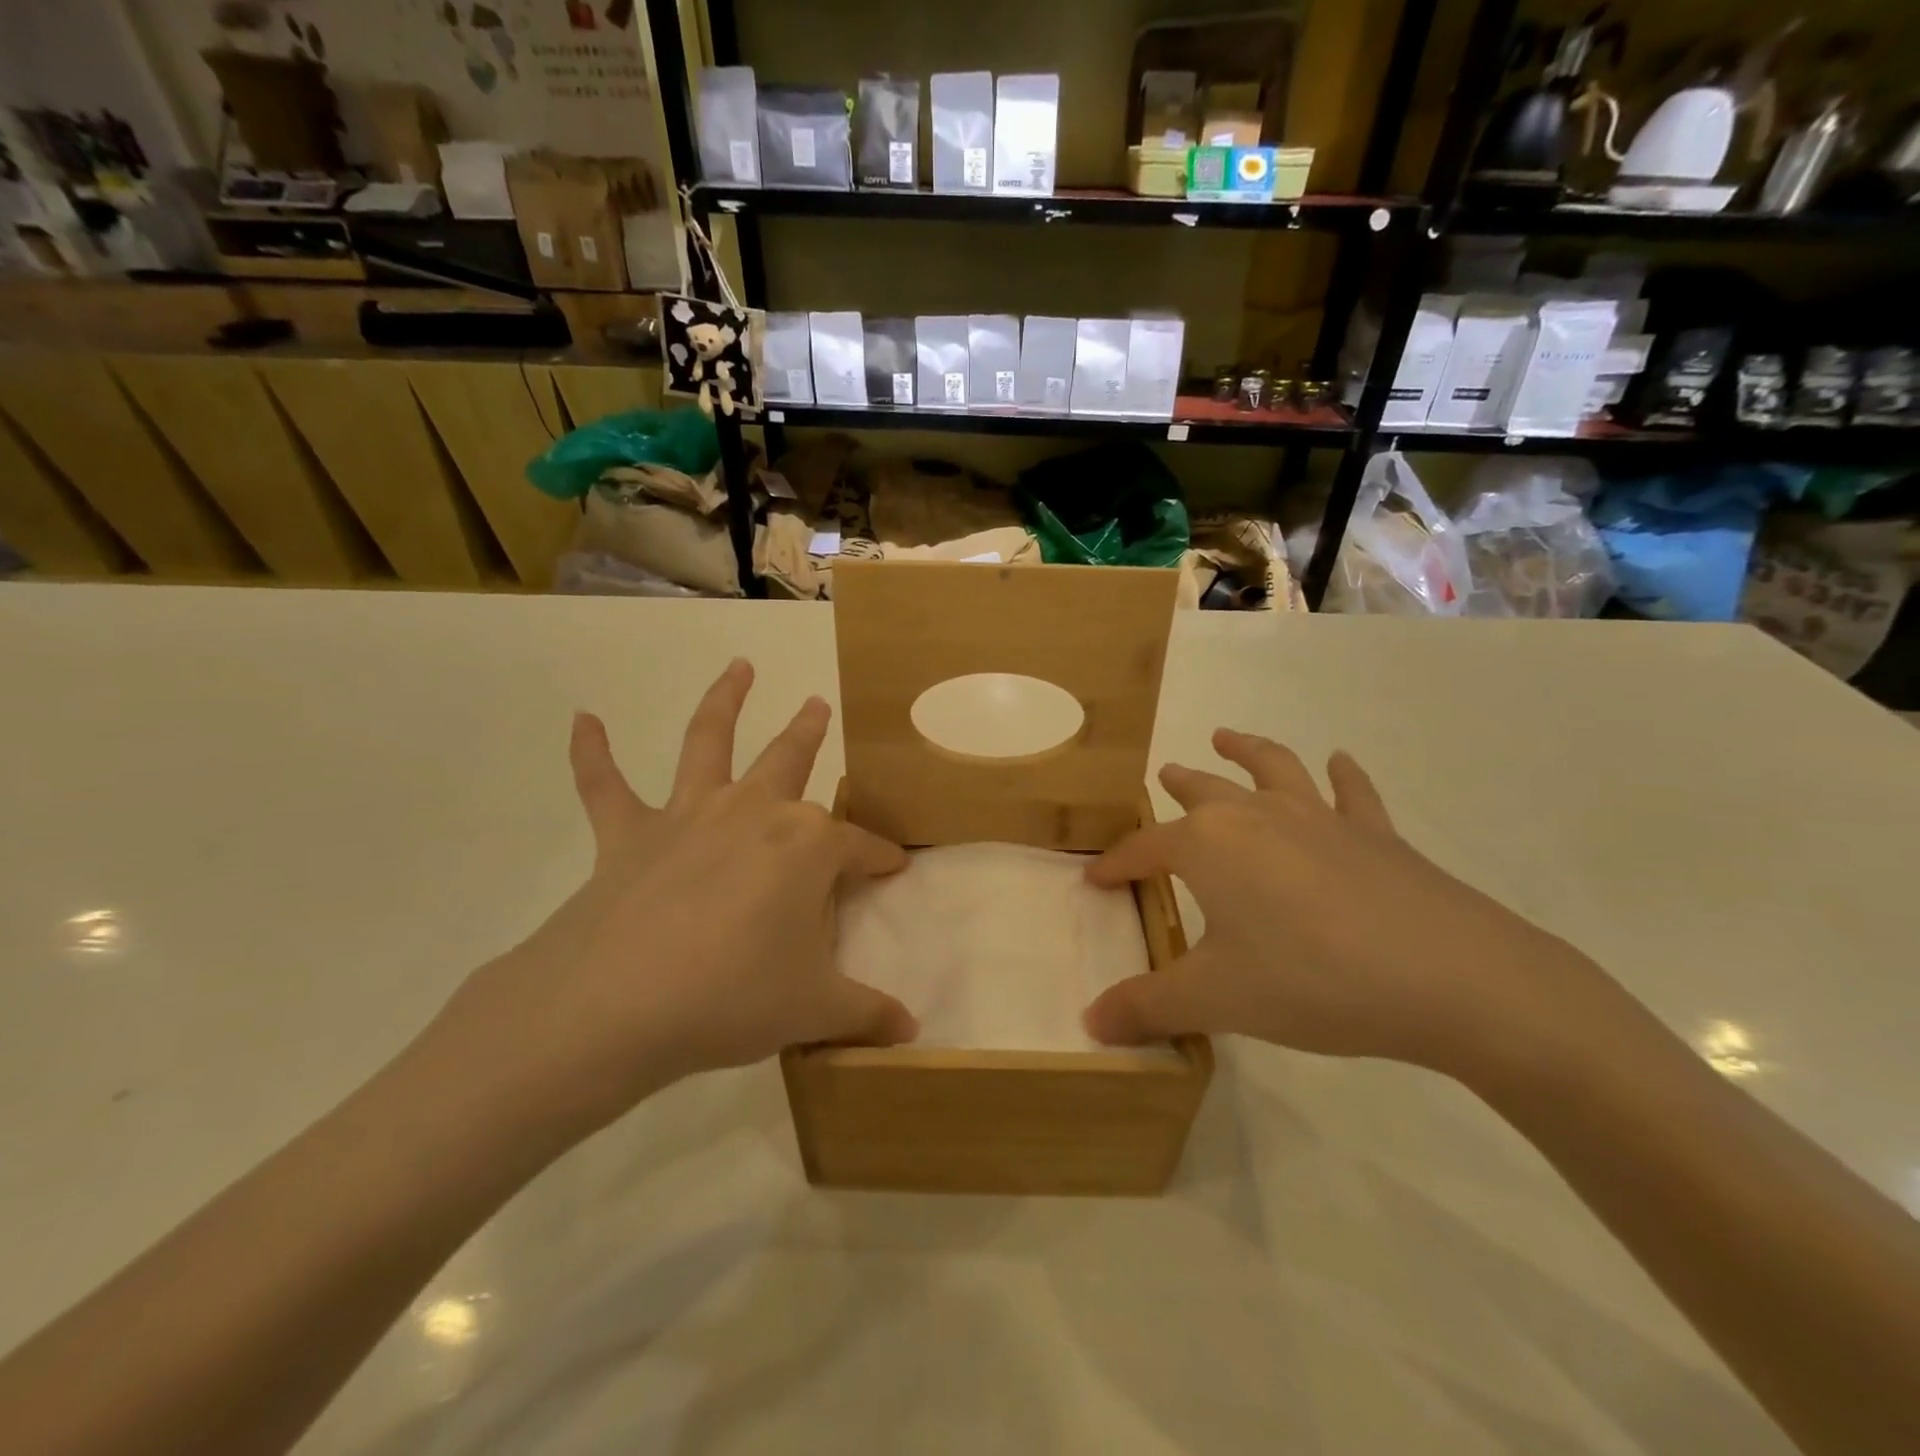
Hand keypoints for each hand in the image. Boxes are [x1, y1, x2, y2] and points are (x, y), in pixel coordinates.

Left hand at [418, 660, 917, 1149]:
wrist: (617, 1006)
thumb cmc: (733, 998)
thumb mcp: (814, 1010)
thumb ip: (866, 1014)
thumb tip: (911, 1033)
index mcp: (806, 846)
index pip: (860, 847)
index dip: (881, 858)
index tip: (895, 868)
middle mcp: (753, 812)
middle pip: (791, 761)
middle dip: (810, 733)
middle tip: (819, 704)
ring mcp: (688, 815)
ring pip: (709, 741)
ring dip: (724, 700)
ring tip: (738, 667)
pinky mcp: (628, 834)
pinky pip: (605, 785)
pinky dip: (591, 752)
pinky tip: (582, 719)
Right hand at [1083, 730, 1608, 1080]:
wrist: (1450, 979)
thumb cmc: (1311, 980)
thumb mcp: (1215, 1000)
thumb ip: (1147, 1007)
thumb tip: (1091, 1024)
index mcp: (1209, 845)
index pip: (1145, 849)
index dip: (1117, 864)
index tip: (1096, 879)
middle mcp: (1257, 816)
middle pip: (1205, 792)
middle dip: (1179, 785)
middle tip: (1164, 775)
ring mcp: (1321, 818)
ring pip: (1272, 769)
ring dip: (1246, 750)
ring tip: (1226, 737)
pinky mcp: (1375, 834)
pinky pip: (1352, 793)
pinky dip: (1343, 775)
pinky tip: (1340, 761)